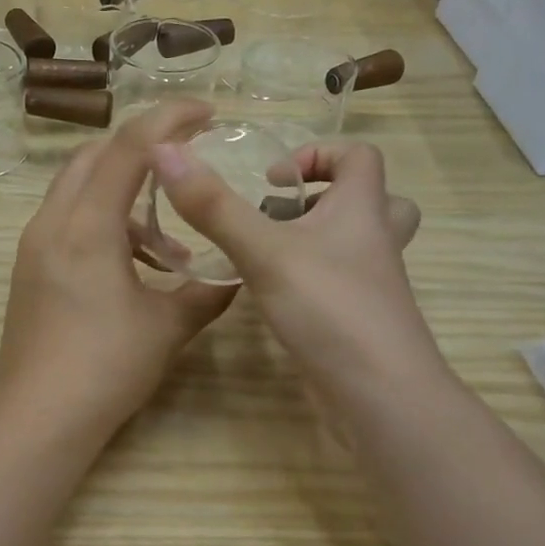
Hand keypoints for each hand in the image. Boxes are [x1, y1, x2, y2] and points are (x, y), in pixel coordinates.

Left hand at [0, 101, 236, 436]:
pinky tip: (136, 269)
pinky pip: (69, 223)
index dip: (170, 119)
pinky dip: (106, 225)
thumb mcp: (166, 327)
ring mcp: (34, 246)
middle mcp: (53, 223)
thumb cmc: (105, 367)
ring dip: (126, 200)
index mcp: (87, 226)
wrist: (37, 418)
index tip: (207, 112)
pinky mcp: (30, 269)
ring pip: (79, 191)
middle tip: (185, 164)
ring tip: (171, 250)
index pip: (129, 148)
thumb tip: (236, 279)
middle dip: (142, 150)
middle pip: (94, 156)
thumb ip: (205, 293)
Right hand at [150, 136, 433, 397]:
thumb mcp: (264, 251)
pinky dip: (311, 280)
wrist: (379, 395)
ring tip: (268, 252)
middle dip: (326, 198)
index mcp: (363, 210)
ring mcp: (371, 285)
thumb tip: (165, 150)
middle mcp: (374, 242)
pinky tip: (274, 296)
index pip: (361, 157)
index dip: (319, 154)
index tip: (272, 179)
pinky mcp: (358, 320)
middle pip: (371, 201)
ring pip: (355, 246)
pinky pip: (340, 284)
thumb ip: (214, 206)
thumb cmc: (329, 309)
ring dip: (317, 239)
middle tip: (280, 214)